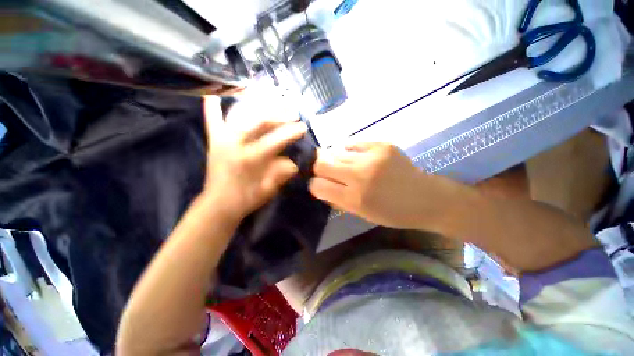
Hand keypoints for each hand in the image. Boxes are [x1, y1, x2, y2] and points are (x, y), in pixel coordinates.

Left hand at [201, 96, 306, 220]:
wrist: (219, 204)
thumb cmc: (246, 199)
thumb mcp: (268, 190)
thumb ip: (281, 174)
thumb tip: (294, 162)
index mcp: (250, 159)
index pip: (275, 140)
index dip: (291, 132)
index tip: (303, 127)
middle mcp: (235, 144)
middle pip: (259, 121)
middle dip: (279, 114)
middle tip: (293, 112)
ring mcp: (222, 139)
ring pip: (239, 114)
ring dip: (256, 104)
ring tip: (270, 98)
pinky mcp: (214, 141)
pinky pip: (212, 121)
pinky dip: (212, 108)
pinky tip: (213, 95)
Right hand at [309, 142, 458, 229]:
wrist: (426, 198)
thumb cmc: (392, 213)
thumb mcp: (361, 214)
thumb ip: (337, 199)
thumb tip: (319, 186)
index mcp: (355, 199)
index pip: (317, 186)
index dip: (315, 185)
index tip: (319, 185)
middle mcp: (360, 176)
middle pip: (322, 164)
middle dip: (319, 169)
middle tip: (327, 172)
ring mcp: (372, 157)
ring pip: (336, 152)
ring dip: (336, 160)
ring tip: (345, 166)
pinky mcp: (382, 145)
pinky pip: (353, 144)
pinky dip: (350, 151)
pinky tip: (357, 158)